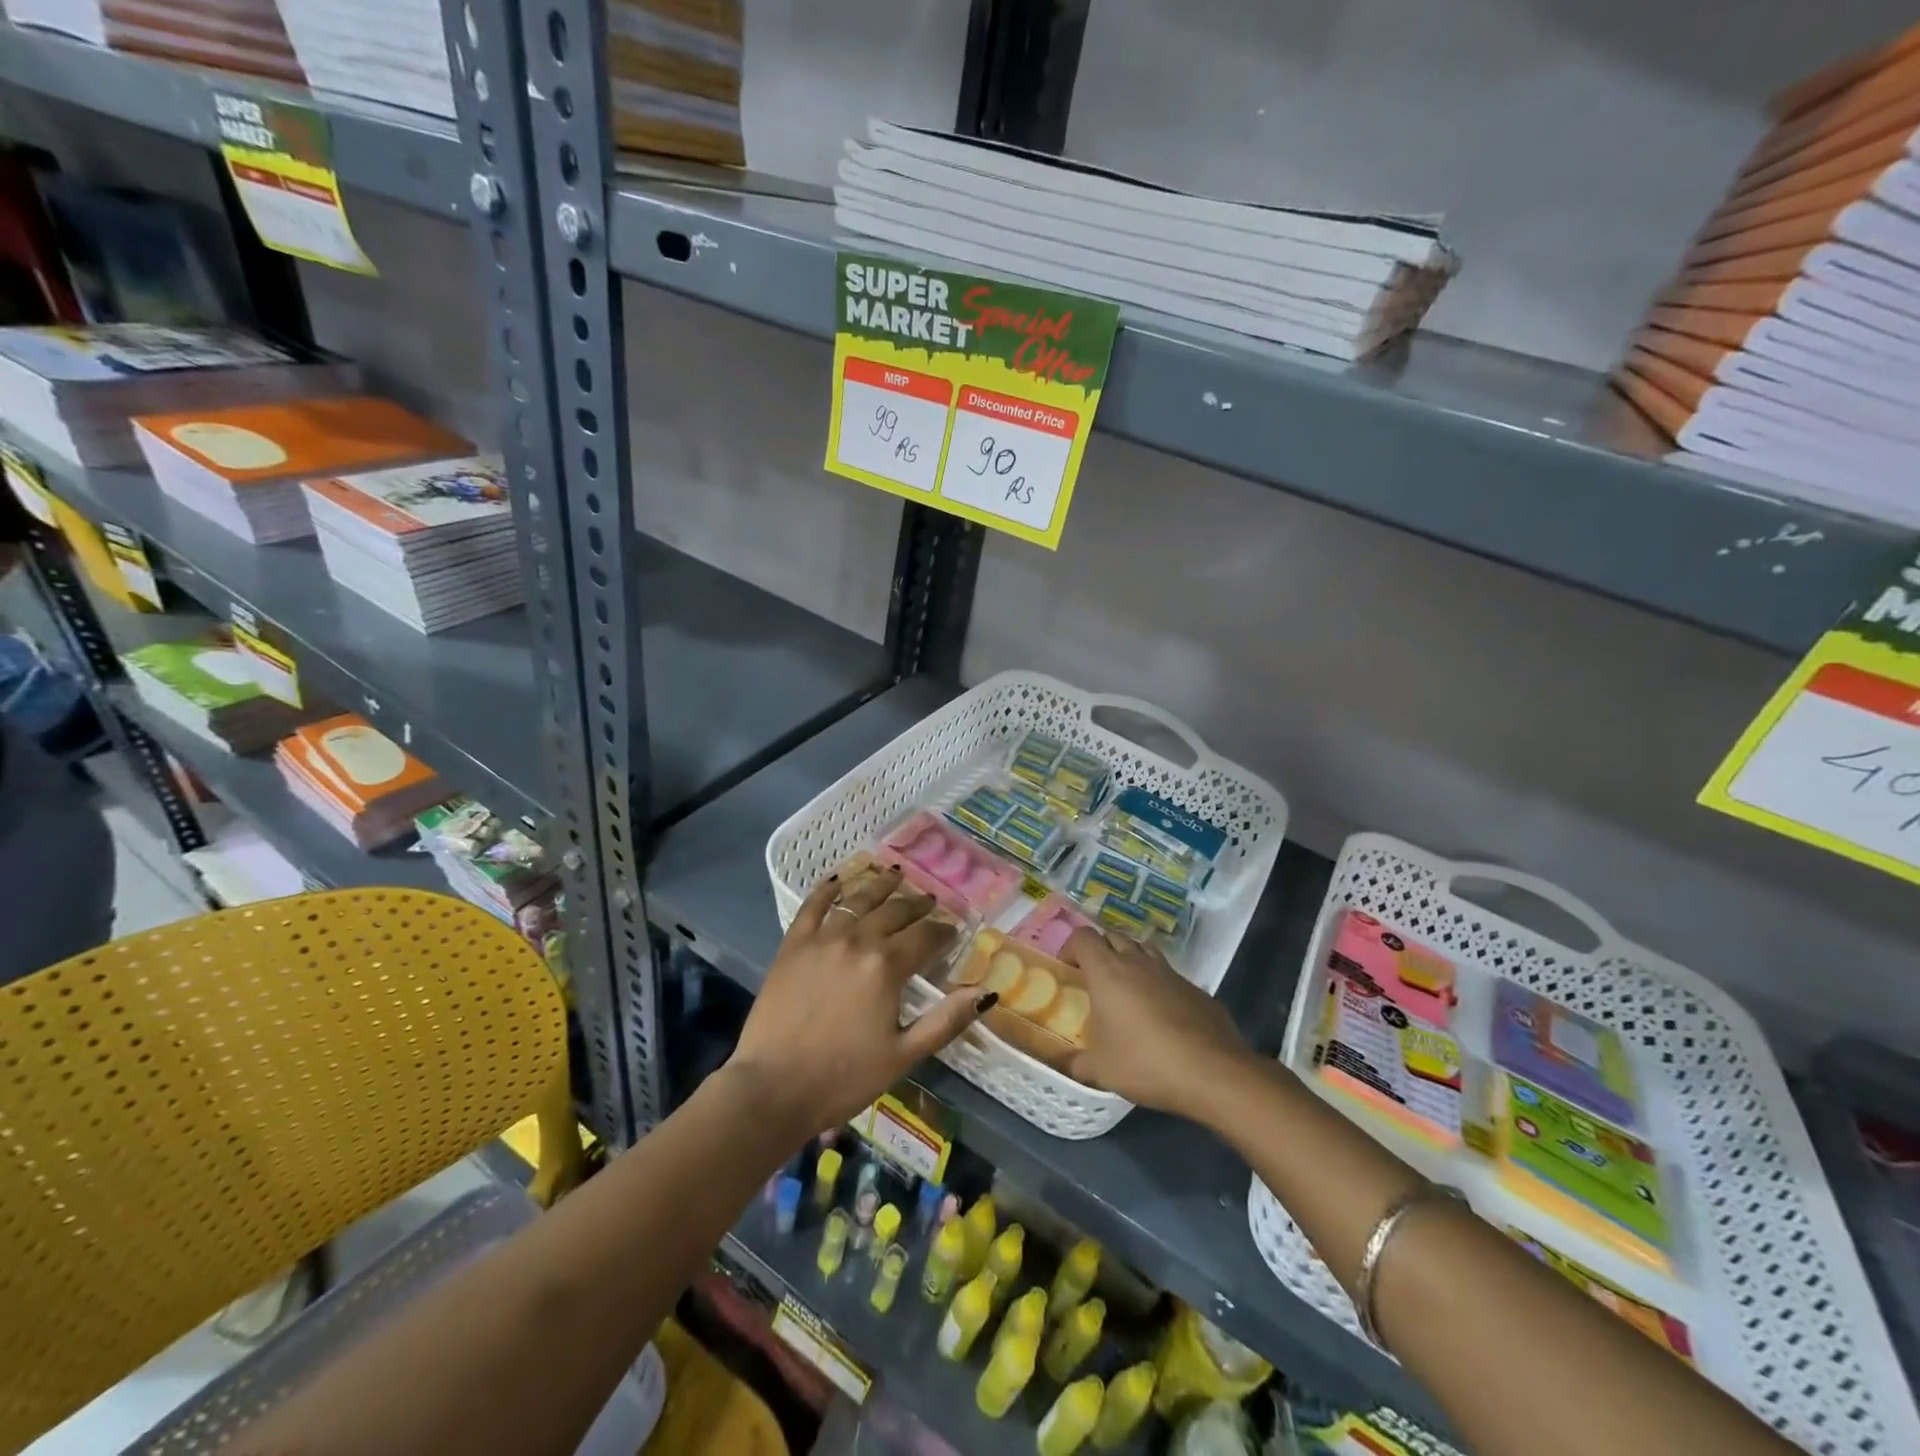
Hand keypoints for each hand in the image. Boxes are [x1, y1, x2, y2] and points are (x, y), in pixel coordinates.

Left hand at [727, 866, 989, 1141]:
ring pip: (858, 899)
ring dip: (881, 885)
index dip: (944, 932)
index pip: (926, 937)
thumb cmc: (843, 1077)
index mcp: (887, 967)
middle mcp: (858, 940)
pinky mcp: (793, 944)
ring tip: (895, 875)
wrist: (772, 1088)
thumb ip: (946, 1021)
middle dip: (917, 905)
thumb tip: (985, 993)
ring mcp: (822, 938)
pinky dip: (828, 889)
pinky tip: (839, 880)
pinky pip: (813, 906)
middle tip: (930, 901)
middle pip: (895, 911)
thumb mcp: (903, 1055)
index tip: (953, 930)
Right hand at [1059, 927, 1252, 1117]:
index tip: (1068, 969)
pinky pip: (1169, 975)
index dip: (1072, 947)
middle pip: (1114, 936)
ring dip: (1131, 960)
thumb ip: (1078, 1063)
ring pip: (1144, 950)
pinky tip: (1161, 1014)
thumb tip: (1067, 1065)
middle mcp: (1138, 962)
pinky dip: (1158, 984)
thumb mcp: (1101, 1070)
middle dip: (1101, 950)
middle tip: (1095, 978)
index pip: (1084, 937)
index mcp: (1108, 972)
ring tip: (1127, 989)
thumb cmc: (1146, 1063)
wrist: (1213, 1072)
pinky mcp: (1195, 988)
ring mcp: (1170, 973)